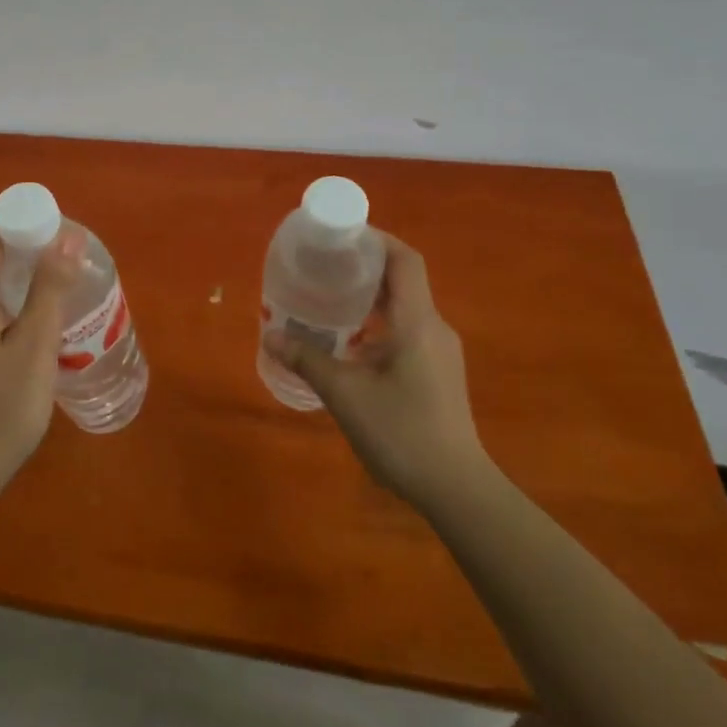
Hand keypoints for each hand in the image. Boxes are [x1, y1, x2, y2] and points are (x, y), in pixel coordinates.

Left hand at [0, 217, 83, 506]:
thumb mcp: (35, 350)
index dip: (16, 219)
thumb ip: (49, 290)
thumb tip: (66, 236)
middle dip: (19, 253)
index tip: (51, 229)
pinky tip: (17, 344)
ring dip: (8, 286)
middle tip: (60, 267)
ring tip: (47, 304)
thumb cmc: (0, 412)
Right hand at [266, 235, 486, 512]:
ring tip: (328, 301)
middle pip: (402, 280)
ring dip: (369, 299)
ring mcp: (439, 352)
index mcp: (416, 321)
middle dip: (363, 268)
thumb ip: (307, 360)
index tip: (340, 236)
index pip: (405, 260)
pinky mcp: (437, 373)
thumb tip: (271, 336)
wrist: (456, 490)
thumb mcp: (345, 394)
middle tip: (323, 267)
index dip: (375, 240)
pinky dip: (377, 325)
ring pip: (403, 308)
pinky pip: (405, 332)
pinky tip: (348, 344)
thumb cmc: (402, 432)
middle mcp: (433, 328)